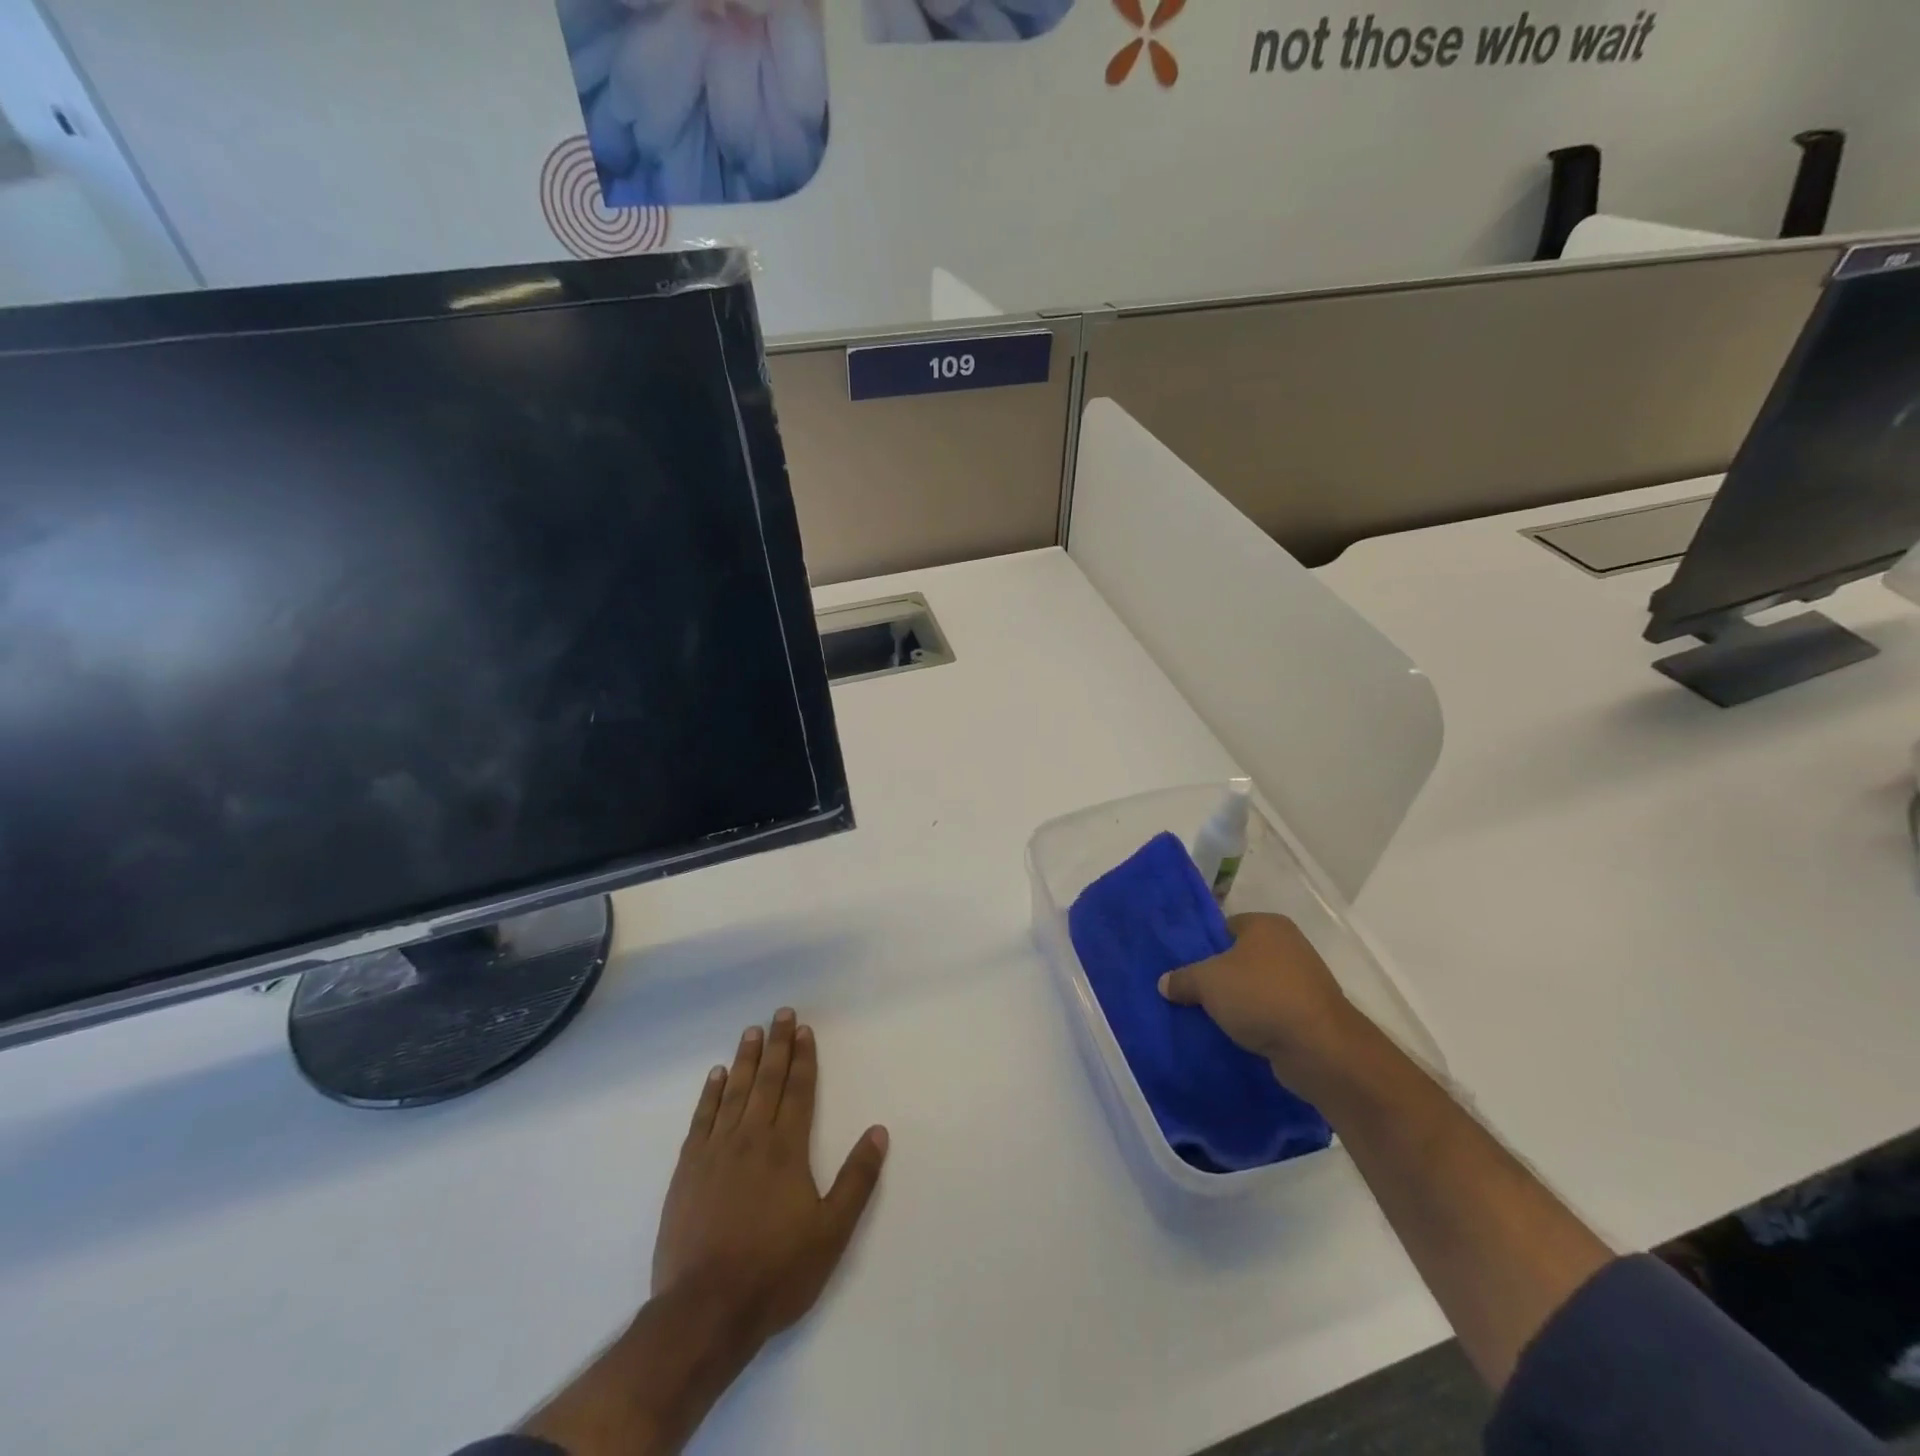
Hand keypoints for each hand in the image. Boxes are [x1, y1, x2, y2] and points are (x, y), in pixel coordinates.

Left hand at [651, 1009, 889, 1354]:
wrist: (704, 1311)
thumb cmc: (775, 1272)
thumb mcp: (831, 1233)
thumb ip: (856, 1180)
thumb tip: (879, 1132)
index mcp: (786, 1149)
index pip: (798, 1091)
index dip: (803, 1058)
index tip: (804, 1030)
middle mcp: (751, 1139)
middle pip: (767, 1081)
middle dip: (777, 1045)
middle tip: (780, 1014)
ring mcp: (715, 1152)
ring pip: (734, 1092)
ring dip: (745, 1060)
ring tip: (751, 1032)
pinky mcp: (687, 1171)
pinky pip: (701, 1119)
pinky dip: (710, 1094)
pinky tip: (716, 1076)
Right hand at [1158, 913, 1362, 1088]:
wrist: (1320, 1048)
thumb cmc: (1260, 997)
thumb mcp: (1207, 982)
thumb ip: (1182, 978)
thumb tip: (1164, 983)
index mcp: (1266, 925)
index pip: (1225, 927)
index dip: (1204, 946)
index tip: (1185, 968)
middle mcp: (1289, 945)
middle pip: (1241, 958)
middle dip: (1219, 976)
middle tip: (1192, 994)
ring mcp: (1304, 981)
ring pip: (1256, 987)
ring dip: (1238, 1002)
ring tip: (1210, 1017)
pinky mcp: (1311, 1014)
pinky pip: (1272, 1012)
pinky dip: (1257, 1022)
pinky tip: (1236, 1036)